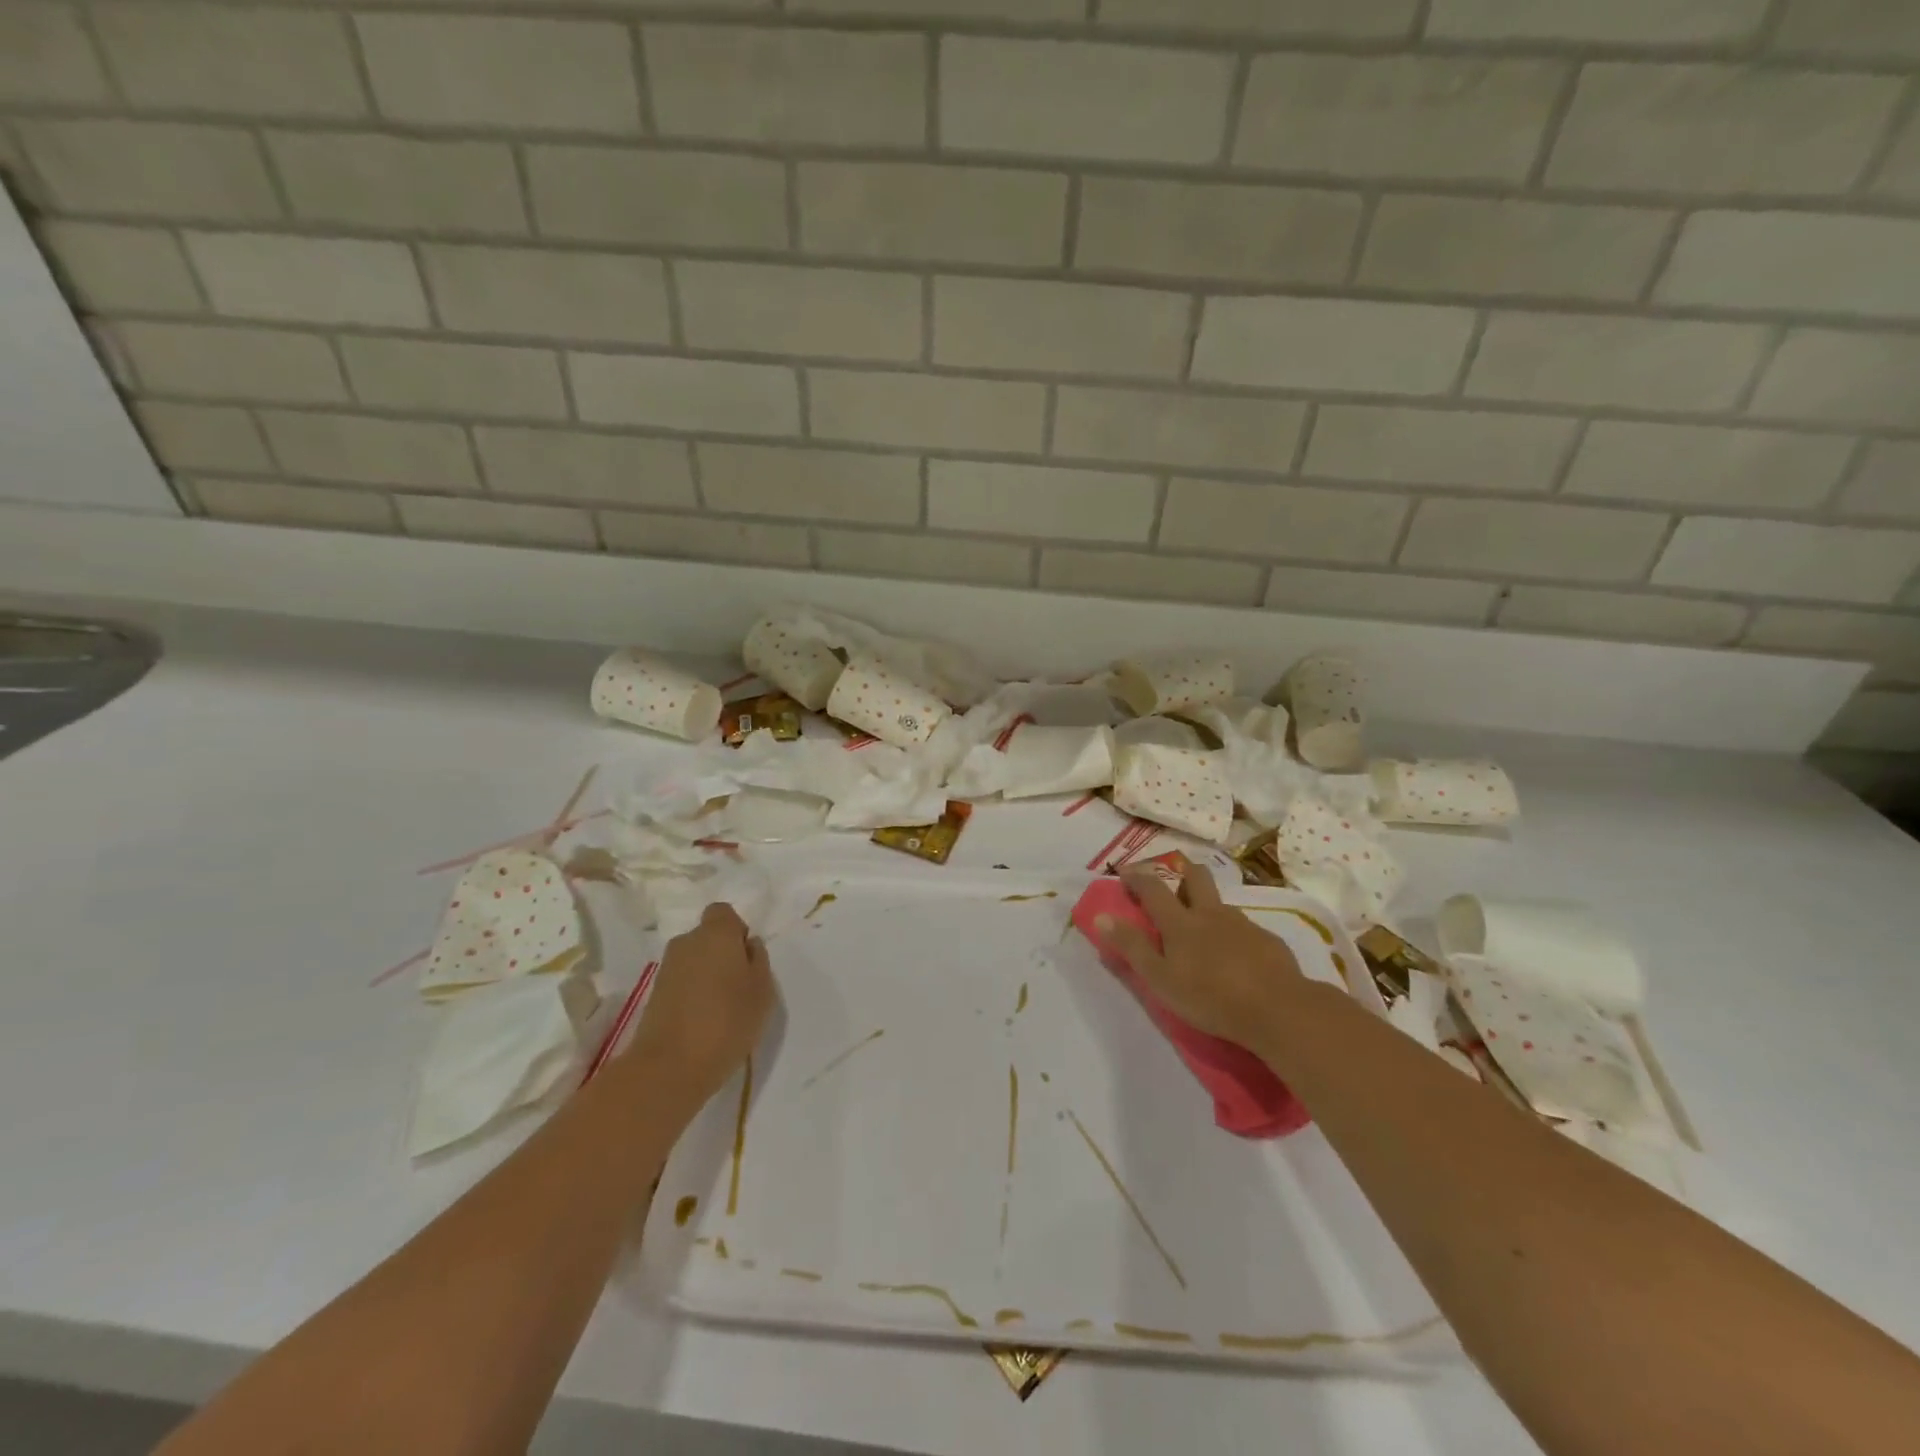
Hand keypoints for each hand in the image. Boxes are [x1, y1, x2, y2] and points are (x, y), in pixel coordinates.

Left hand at [624, 904, 774, 1105]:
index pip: (724, 913)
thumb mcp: (762, 990)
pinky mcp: (653, 995)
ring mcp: (666, 968)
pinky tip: (702, 1021)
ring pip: (693, 960)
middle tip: (738, 985)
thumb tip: (748, 945)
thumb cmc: (727, 1021)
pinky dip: (691, 994)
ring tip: (721, 1007)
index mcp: (716, 933)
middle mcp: (686, 942)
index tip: (747, 958)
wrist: (669, 1067)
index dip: (737, 931)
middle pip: (707, 936)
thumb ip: (758, 960)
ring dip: (706, 975)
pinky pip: (681, 982)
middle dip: (722, 953)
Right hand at [1099, 856, 1303, 1049]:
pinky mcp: (1267, 940)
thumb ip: (1131, 947)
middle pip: (1195, 877)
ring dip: (1207, 903)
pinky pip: (1244, 927)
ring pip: (1220, 902)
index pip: (1152, 888)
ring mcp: (1242, 924)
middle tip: (1172, 874)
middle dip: (1181, 869)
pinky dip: (1232, 932)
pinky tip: (1236, 954)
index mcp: (1180, 922)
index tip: (1124, 871)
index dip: (1136, 876)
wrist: (1278, 1009)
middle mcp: (1210, 913)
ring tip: (1203, 925)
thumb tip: (1101, 917)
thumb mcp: (1160, 978)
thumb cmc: (1210, 997)